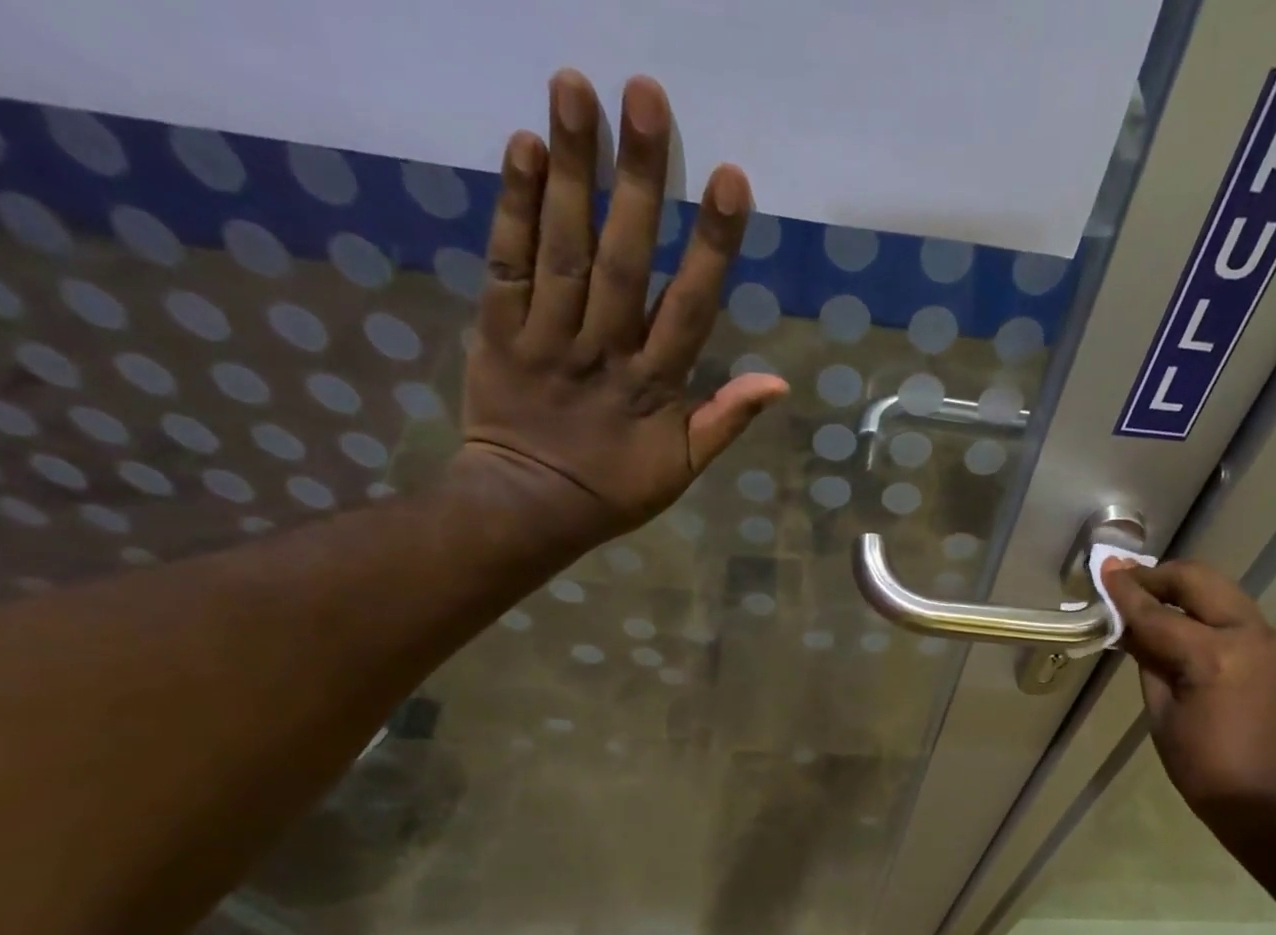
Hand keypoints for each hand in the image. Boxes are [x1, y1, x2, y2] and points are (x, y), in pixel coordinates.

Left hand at [460, 71, 788, 535]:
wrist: (530, 508)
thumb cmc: (614, 489)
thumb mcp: (682, 470)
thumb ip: (725, 422)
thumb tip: (778, 382)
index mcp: (654, 389)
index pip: (690, 310)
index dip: (711, 247)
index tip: (731, 179)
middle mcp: (603, 352)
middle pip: (623, 261)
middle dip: (637, 181)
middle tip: (646, 92)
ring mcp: (547, 339)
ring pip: (563, 250)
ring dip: (572, 170)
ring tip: (576, 85)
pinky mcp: (497, 331)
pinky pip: (506, 265)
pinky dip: (513, 208)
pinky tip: (525, 146)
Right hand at [1101, 560, 1275, 835]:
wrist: (1275, 801)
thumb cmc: (1206, 770)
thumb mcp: (1163, 717)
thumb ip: (1150, 664)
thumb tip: (1133, 631)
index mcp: (1213, 655)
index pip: (1157, 613)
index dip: (1125, 593)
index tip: (1102, 569)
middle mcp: (1245, 633)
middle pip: (1196, 581)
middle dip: (1157, 577)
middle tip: (1123, 583)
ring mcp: (1265, 638)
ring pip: (1218, 590)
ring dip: (1180, 589)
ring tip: (1146, 601)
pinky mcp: (1272, 650)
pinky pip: (1230, 611)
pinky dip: (1200, 607)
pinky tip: (1176, 624)